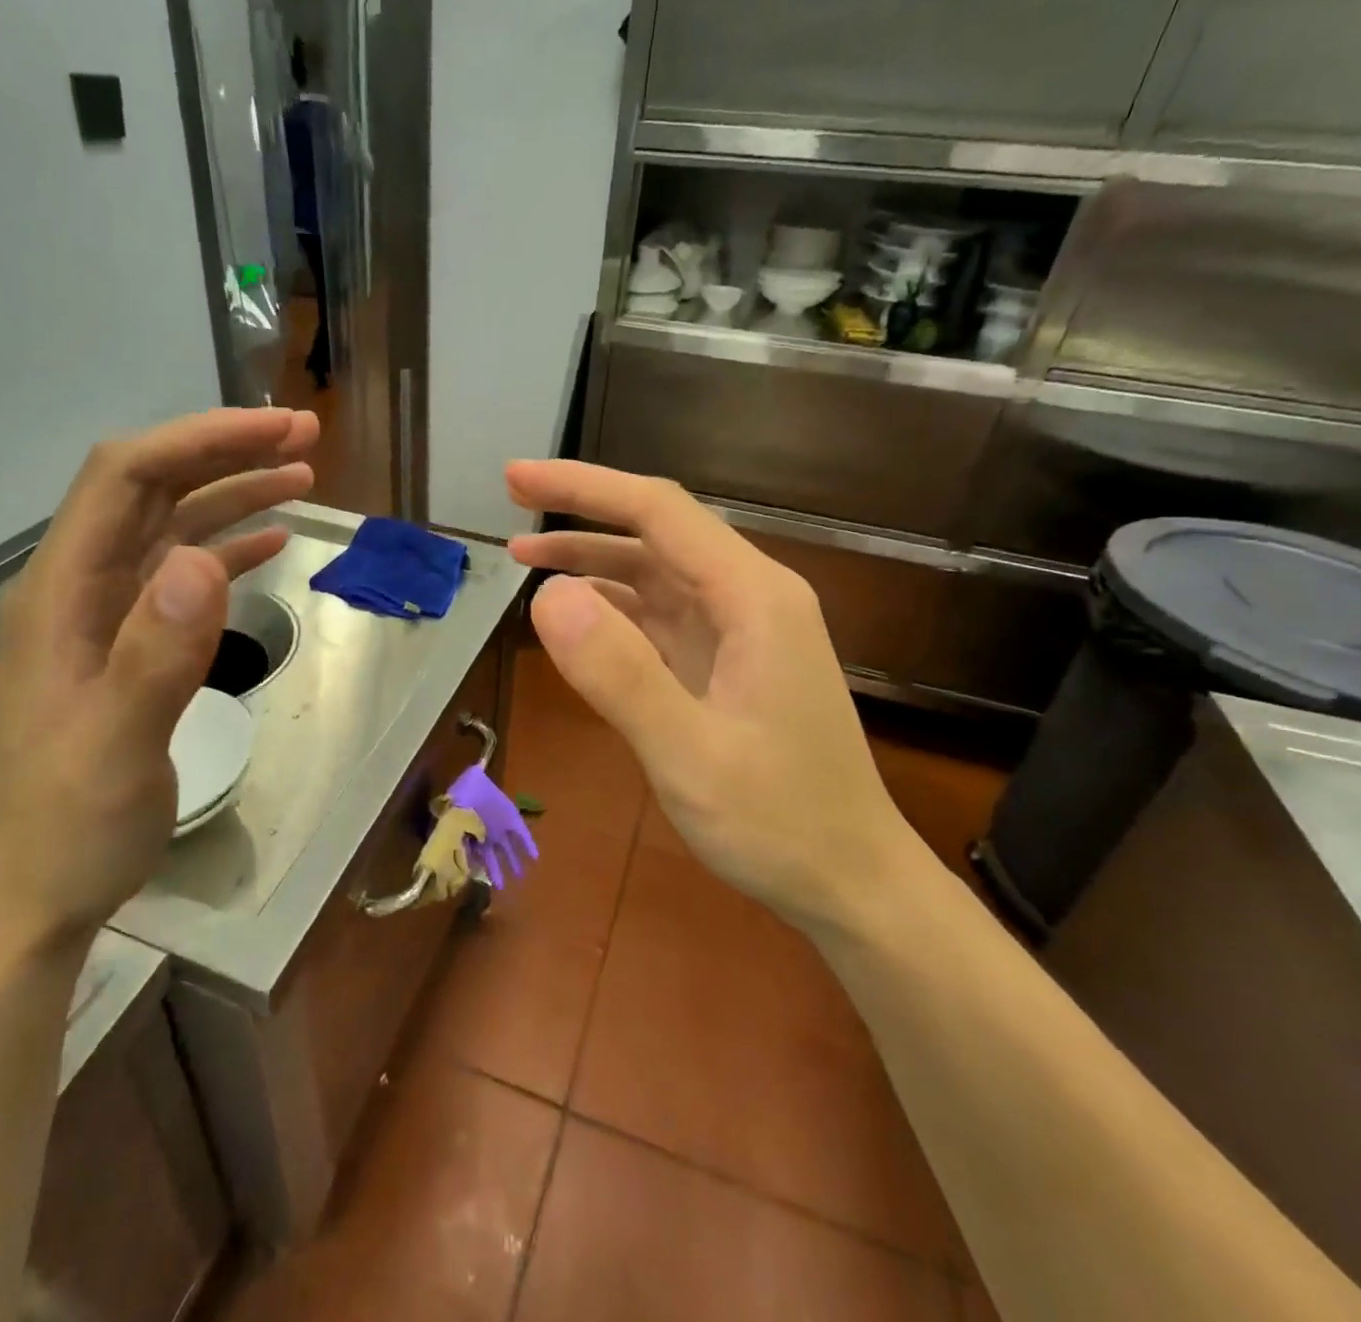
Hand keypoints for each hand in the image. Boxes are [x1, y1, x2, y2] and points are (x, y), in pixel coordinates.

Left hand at [0, 407, 317, 952]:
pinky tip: (270, 543)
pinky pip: (183, 577)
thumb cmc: (71, 824)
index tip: (276, 430)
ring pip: (172, 528)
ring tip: (301, 475)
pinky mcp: (133, 646)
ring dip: (233, 494)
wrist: (37, 891)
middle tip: (303, 437)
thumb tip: (202, 560)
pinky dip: (229, 549)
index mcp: (63, 593)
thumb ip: (157, 653)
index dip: (199, 441)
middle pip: (152, 490)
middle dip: (225, 452)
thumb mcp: (116, 745)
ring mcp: (107, 617)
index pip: (126, 479)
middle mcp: (80, 588)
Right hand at [505, 461, 926, 931]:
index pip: (659, 512)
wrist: (849, 881)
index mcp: (753, 599)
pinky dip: (613, 610)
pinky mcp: (728, 665)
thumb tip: (549, 596)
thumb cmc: (779, 822)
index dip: (584, 487)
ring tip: (527, 559)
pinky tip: (575, 621)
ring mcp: (740, 634)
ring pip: (656, 575)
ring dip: (593, 563)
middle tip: (511, 507)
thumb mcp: (689, 755)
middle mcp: (750, 600)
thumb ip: (619, 674)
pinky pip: (661, 619)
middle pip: (657, 534)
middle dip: (583, 515)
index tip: (516, 478)